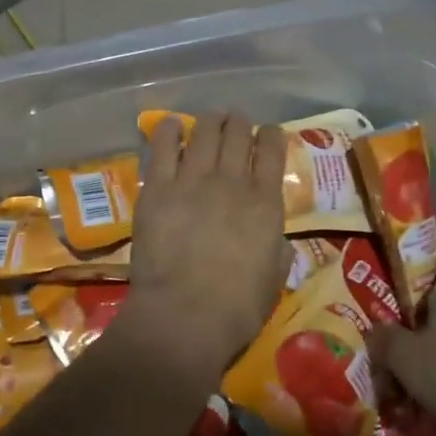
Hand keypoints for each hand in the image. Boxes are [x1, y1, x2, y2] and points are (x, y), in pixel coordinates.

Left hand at [119, 111, 287, 383]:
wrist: (184, 317)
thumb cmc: (236, 309)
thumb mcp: (274, 280)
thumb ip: (277, 251)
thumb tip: (275, 240)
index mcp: (265, 203)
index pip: (273, 151)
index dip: (271, 135)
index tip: (267, 133)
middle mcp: (231, 181)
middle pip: (237, 133)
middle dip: (239, 123)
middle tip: (235, 124)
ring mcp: (192, 181)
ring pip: (205, 132)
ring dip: (211, 120)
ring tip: (211, 119)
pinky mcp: (157, 188)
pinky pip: (164, 147)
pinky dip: (170, 131)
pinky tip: (173, 125)